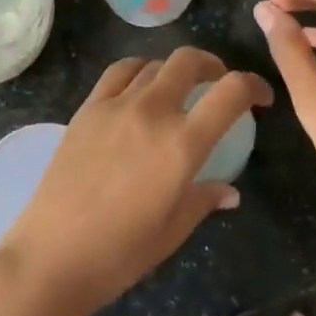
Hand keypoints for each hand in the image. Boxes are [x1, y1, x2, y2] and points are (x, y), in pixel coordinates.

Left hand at [0, 49, 272, 315]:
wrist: (54, 253)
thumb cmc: (122, 252)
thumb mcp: (174, 230)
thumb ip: (204, 199)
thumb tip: (229, 191)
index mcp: (182, 144)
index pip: (230, 93)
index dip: (254, 86)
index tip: (261, 98)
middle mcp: (152, 112)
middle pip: (189, 61)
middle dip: (213, 66)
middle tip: (219, 84)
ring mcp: (116, 104)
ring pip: (154, 63)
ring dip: (175, 69)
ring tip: (179, 87)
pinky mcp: (88, 107)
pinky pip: (119, 71)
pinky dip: (139, 70)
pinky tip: (141, 86)